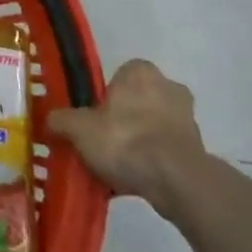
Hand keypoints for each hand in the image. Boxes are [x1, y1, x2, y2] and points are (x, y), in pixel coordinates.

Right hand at [46, 59, 205, 206]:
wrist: (175, 180)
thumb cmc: (124, 139)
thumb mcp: (77, 128)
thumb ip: (61, 120)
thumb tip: (51, 120)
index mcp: (140, 71)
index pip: (120, 75)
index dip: (105, 96)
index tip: (93, 116)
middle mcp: (169, 87)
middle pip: (139, 100)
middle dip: (126, 118)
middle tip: (104, 139)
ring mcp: (189, 120)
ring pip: (155, 126)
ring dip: (141, 141)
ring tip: (119, 165)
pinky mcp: (200, 151)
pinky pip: (168, 152)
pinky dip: (154, 162)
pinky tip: (136, 179)